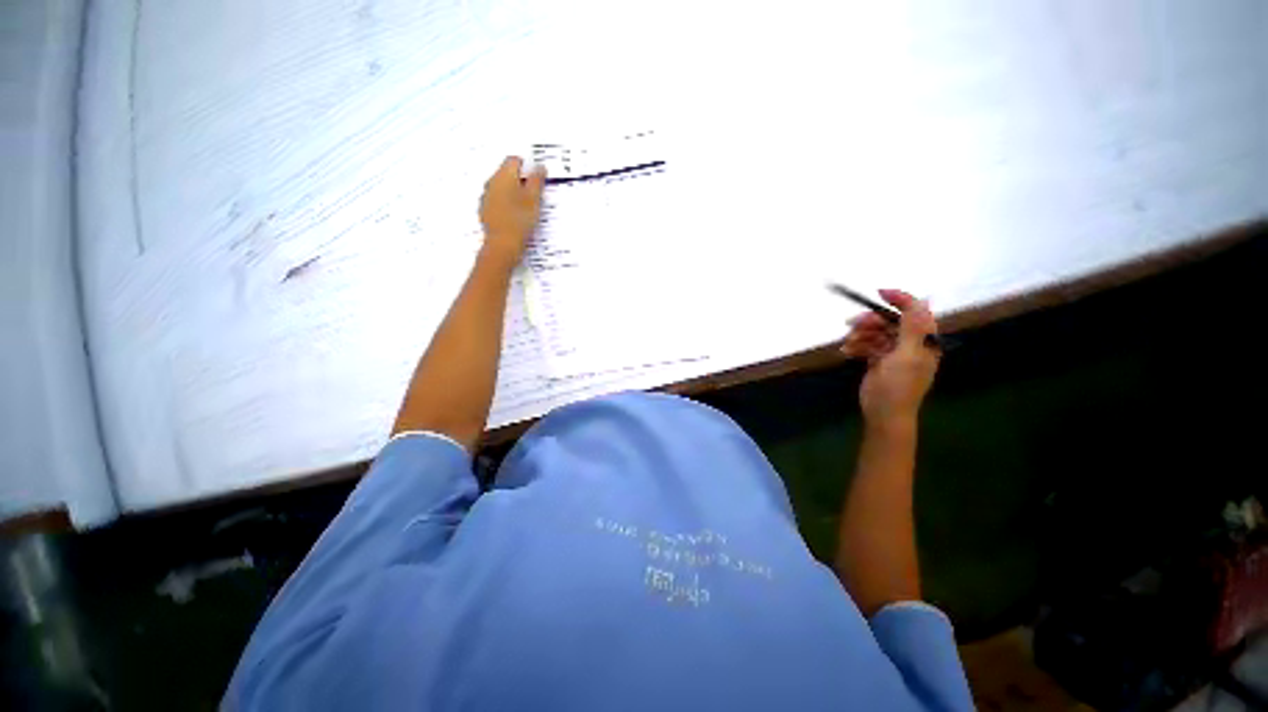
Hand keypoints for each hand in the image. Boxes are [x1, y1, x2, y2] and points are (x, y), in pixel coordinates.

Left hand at [479, 156, 545, 266]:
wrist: (502, 244)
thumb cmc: (520, 220)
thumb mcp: (534, 199)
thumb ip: (537, 180)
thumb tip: (539, 166)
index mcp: (504, 175)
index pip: (514, 160)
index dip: (527, 166)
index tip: (537, 179)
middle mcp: (491, 182)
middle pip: (506, 173)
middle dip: (520, 180)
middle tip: (534, 194)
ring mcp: (486, 196)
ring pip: (501, 187)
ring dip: (513, 192)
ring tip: (526, 207)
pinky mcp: (485, 210)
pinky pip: (497, 200)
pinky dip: (506, 203)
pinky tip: (515, 216)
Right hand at [840, 289, 940, 427]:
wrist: (884, 414)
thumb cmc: (898, 386)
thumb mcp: (907, 355)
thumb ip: (913, 328)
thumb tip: (920, 300)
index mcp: (924, 341)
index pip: (917, 312)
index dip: (901, 299)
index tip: (879, 293)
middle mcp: (911, 344)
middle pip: (891, 321)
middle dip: (871, 321)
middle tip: (853, 323)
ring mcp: (893, 353)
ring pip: (876, 332)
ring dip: (861, 334)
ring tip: (848, 343)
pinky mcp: (879, 361)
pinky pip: (867, 345)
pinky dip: (857, 345)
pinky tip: (847, 351)